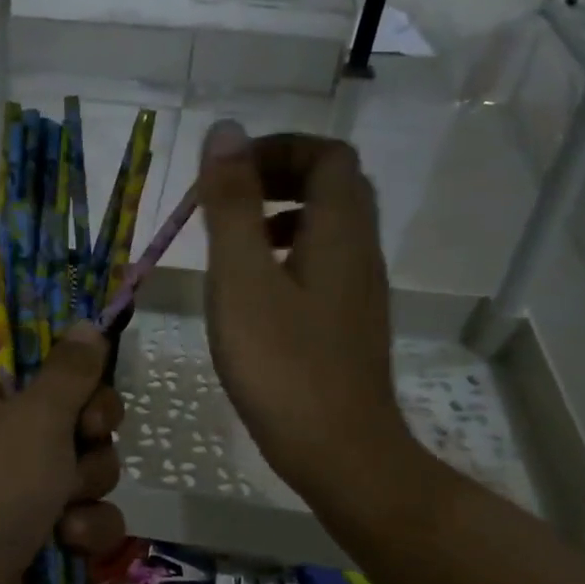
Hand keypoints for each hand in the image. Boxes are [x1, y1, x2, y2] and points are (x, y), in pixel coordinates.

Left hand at [0, 324, 125, 583]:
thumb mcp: (32, 420)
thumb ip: (69, 372)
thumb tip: (87, 325)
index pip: (35, 356)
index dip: (72, 366)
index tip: (93, 380)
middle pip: (74, 416)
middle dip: (90, 439)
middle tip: (83, 444)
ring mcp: (15, 492)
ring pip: (87, 473)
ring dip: (88, 495)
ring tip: (63, 519)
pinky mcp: (35, 541)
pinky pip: (85, 523)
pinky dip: (85, 537)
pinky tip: (70, 551)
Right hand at [195, 122, 416, 525]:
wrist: (339, 452)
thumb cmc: (282, 364)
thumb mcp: (241, 278)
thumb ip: (232, 205)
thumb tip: (225, 131)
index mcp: (339, 230)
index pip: (326, 155)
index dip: (278, 148)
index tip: (227, 171)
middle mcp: (359, 250)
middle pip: (333, 185)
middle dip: (277, 177)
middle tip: (226, 198)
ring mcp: (358, 290)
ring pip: (327, 227)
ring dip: (280, 215)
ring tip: (232, 241)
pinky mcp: (347, 324)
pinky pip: (322, 263)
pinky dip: (286, 254)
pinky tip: (251, 291)